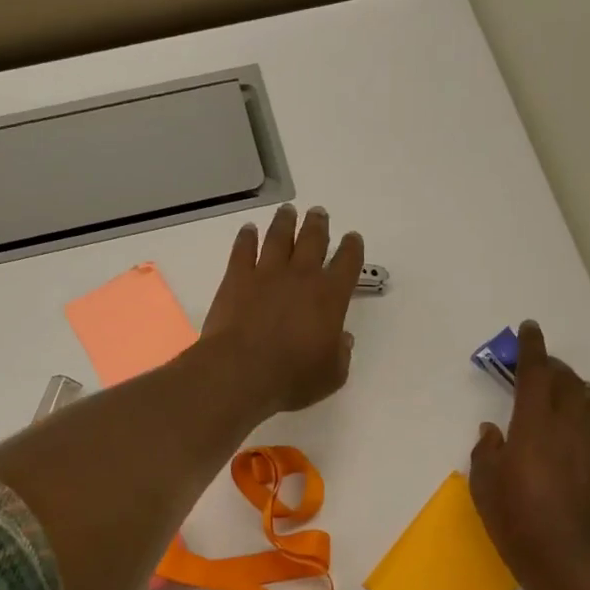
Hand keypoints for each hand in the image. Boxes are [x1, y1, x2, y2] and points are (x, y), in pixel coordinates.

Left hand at [200, 205, 363, 415]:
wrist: (241, 371)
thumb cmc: (292, 378)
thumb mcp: (331, 375)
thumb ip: (340, 354)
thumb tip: (342, 339)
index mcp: (330, 296)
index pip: (348, 263)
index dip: (352, 248)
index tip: (352, 239)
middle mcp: (301, 276)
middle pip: (313, 240)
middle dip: (318, 225)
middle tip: (319, 213)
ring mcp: (267, 273)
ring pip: (279, 237)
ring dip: (285, 222)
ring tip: (288, 211)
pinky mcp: (237, 278)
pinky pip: (243, 250)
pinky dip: (247, 238)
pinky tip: (248, 231)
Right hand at [469, 321, 589, 589]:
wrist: (568, 560)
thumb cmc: (516, 521)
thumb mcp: (484, 485)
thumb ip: (486, 451)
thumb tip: (492, 431)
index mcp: (535, 424)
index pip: (537, 373)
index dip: (533, 348)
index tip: (530, 328)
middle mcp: (571, 425)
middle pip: (568, 382)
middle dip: (554, 368)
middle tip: (541, 368)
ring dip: (578, 392)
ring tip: (567, 396)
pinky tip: (589, 435)